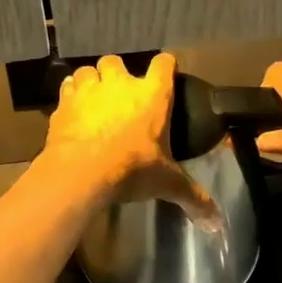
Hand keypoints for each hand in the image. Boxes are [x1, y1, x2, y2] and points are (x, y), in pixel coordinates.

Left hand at [42, 53, 218, 224]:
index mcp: (152, 95)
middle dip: (118, 74)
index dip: (165, 66)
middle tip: (120, 96)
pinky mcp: (64, 103)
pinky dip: (70, 96)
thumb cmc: (131, 169)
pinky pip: (67, 88)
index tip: (165, 73)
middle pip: (117, 61)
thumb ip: (193, 197)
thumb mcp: (167, 183)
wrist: (81, 172)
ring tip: (94, 100)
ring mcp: (89, 90)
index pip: (164, 64)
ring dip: (91, 81)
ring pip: (88, 71)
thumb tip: (217, 221)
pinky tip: (73, 111)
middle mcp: (120, 84)